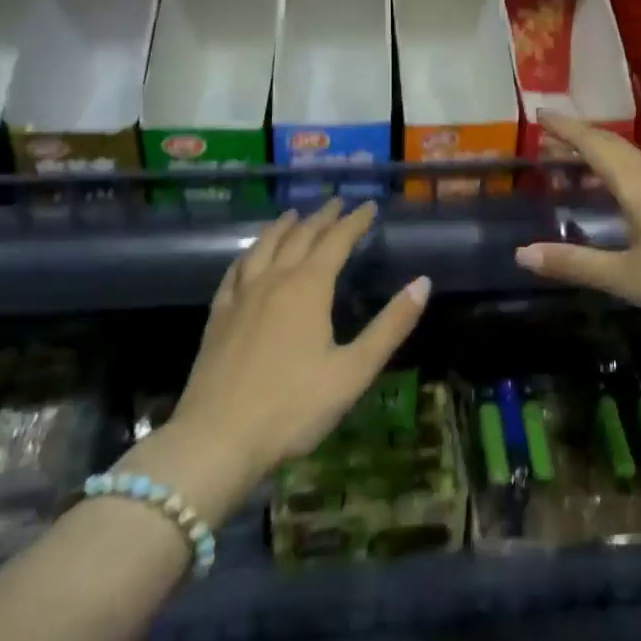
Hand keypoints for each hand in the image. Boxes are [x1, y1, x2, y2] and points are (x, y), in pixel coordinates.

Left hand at [159, 198, 428, 518]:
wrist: (217, 438)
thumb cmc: (293, 407)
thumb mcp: (353, 371)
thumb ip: (390, 326)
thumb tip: (423, 282)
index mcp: (308, 287)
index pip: (336, 240)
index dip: (354, 221)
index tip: (368, 205)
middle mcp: (274, 279)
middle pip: (300, 236)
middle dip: (322, 217)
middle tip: (336, 202)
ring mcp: (241, 295)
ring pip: (264, 246)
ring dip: (283, 226)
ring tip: (294, 215)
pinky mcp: (218, 315)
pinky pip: (235, 271)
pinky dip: (249, 253)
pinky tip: (249, 256)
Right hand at [514, 112, 640, 336]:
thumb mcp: (627, 278)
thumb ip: (575, 264)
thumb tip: (522, 254)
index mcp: (637, 185)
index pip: (594, 145)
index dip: (565, 129)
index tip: (539, 114)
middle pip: (613, 145)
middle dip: (579, 136)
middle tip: (549, 134)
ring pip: (631, 159)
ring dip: (600, 152)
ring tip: (575, 159)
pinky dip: (619, 171)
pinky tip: (619, 192)